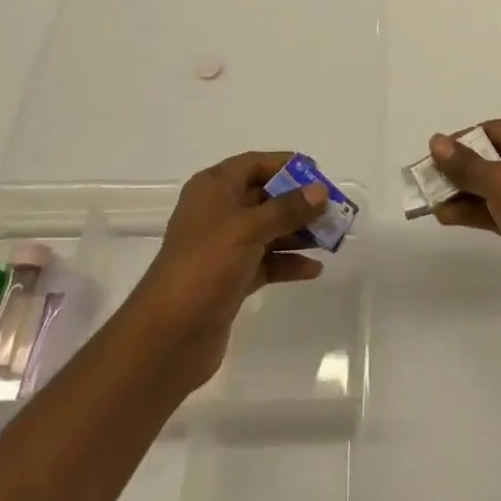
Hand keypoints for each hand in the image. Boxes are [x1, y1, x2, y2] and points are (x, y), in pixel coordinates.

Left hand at [126, 151, 327, 391]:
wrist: (168, 336)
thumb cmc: (206, 265)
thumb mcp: (249, 228)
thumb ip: (288, 208)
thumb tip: (320, 191)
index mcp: (213, 188)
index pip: (254, 164)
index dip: (285, 165)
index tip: (318, 175)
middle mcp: (217, 212)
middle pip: (264, 197)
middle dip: (298, 203)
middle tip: (332, 210)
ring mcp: (223, 247)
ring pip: (268, 230)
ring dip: (298, 233)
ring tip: (331, 239)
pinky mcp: (230, 279)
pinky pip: (266, 261)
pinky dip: (287, 262)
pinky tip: (313, 269)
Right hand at [429, 117, 500, 317]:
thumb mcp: (496, 179)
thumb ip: (464, 163)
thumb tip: (436, 140)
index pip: (487, 130)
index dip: (457, 144)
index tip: (430, 161)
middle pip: (489, 157)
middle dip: (458, 172)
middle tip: (426, 185)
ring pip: (493, 186)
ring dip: (463, 194)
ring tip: (431, 205)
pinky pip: (500, 208)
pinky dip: (477, 211)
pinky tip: (448, 218)